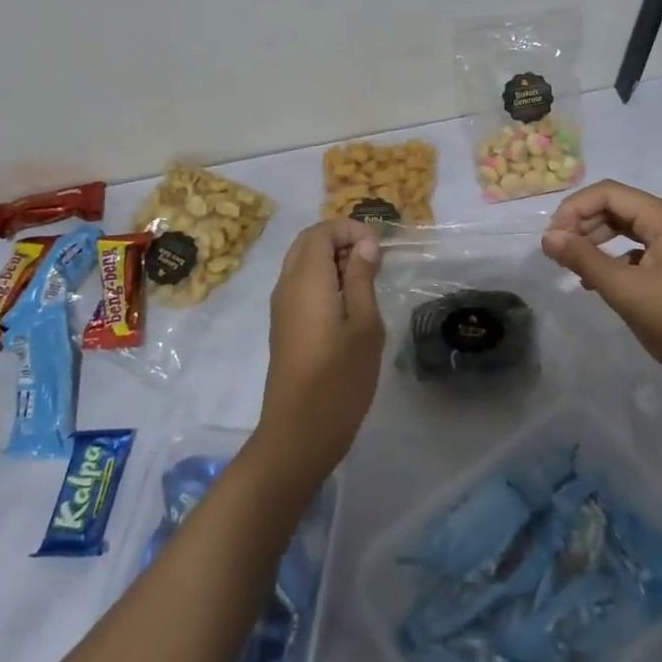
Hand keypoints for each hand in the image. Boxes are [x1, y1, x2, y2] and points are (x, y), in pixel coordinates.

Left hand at [253, 219, 385, 488]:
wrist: (299, 433)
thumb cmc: (339, 379)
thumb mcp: (364, 325)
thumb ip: (362, 278)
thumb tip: (365, 244)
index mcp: (306, 279)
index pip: (321, 231)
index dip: (350, 229)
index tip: (379, 249)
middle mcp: (287, 285)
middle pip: (308, 243)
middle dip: (341, 240)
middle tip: (374, 261)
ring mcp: (282, 307)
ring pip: (303, 263)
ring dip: (333, 260)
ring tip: (367, 281)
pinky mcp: (284, 325)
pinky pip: (301, 284)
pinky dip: (324, 279)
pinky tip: (350, 304)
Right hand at [542, 180, 661, 395]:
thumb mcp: (624, 289)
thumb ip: (583, 258)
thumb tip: (547, 237)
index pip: (610, 193)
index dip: (575, 208)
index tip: (551, 237)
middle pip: (617, 206)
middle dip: (583, 222)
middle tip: (557, 250)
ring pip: (625, 226)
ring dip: (595, 239)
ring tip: (571, 262)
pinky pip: (636, 248)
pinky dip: (612, 257)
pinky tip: (595, 280)